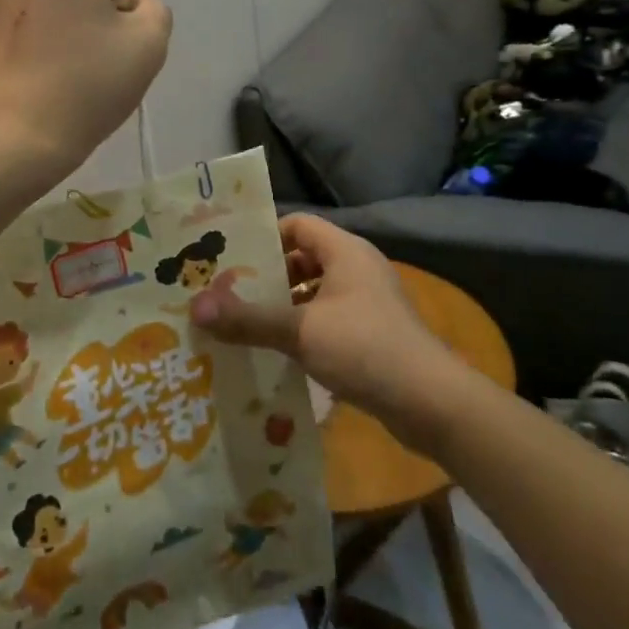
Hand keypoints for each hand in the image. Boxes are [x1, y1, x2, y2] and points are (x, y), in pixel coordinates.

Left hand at [0, 0, 171, 191]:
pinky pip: (3, 19)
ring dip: (46, 21)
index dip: (120, 15)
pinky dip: (15, 37)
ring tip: (47, 68)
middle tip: (81, 61)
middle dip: (80, 12)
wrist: (13, 139)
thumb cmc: (86, 87)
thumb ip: (152, 9)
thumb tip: (127, 8)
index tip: (109, 52)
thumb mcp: (150, 45)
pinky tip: (20, 73)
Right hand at [190, 215, 454, 433]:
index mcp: (345, 252)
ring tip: (244, 324)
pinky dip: (303, 329)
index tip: (230, 258)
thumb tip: (195, 307)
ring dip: (283, 306)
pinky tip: (277, 352)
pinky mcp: (372, 334)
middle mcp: (357, 269)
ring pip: (314, 293)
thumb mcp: (301, 331)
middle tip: (228, 293)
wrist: (433, 404)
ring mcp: (367, 303)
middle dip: (267, 276)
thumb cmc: (366, 348)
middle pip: (303, 259)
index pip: (297, 225)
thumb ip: (248, 319)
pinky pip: (327, 320)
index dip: (264, 236)